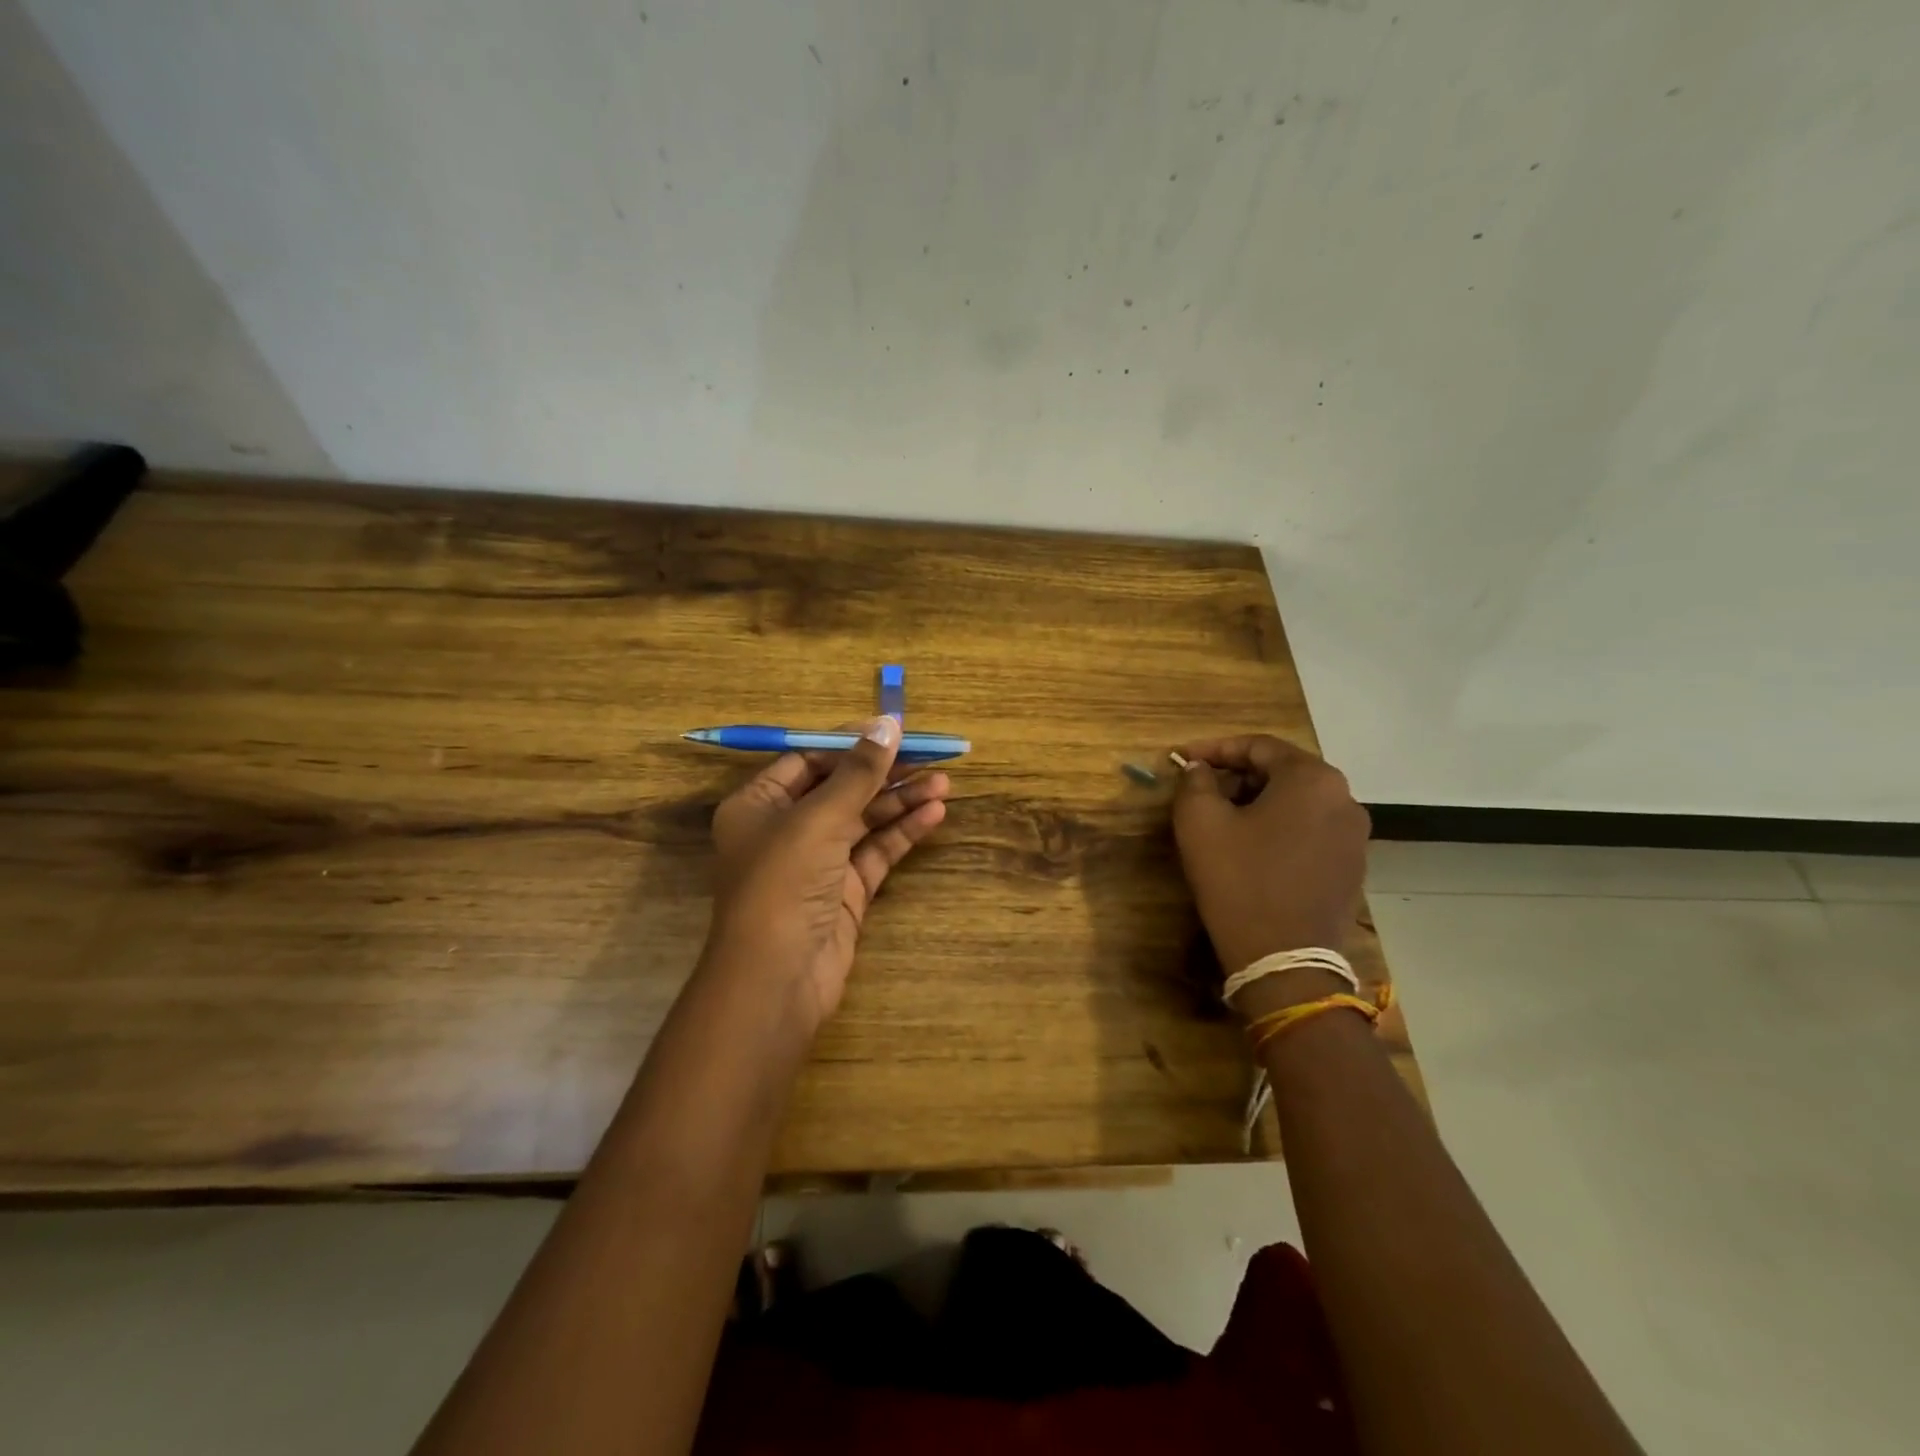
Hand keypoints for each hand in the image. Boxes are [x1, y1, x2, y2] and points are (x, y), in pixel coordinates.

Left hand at [706, 717, 948, 1035]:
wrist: (777, 979)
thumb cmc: (784, 883)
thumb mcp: (819, 818)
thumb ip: (858, 773)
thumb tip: (889, 723)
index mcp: (759, 804)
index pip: (808, 760)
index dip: (851, 744)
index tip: (894, 730)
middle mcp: (785, 829)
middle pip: (841, 788)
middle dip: (885, 772)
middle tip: (931, 755)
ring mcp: (817, 862)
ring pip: (863, 820)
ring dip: (901, 800)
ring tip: (945, 783)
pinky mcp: (844, 891)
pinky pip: (876, 851)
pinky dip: (902, 833)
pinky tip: (934, 814)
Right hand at [1171, 734, 1369, 982]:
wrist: (1284, 961)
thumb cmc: (1239, 881)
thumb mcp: (1200, 823)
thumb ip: (1196, 782)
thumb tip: (1200, 770)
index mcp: (1312, 778)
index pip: (1258, 746)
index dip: (1214, 748)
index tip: (1180, 758)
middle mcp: (1345, 798)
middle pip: (1282, 771)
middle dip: (1236, 775)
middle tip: (1200, 790)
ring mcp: (1355, 836)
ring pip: (1297, 802)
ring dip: (1257, 802)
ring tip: (1222, 819)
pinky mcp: (1353, 867)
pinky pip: (1310, 830)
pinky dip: (1279, 828)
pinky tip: (1251, 849)